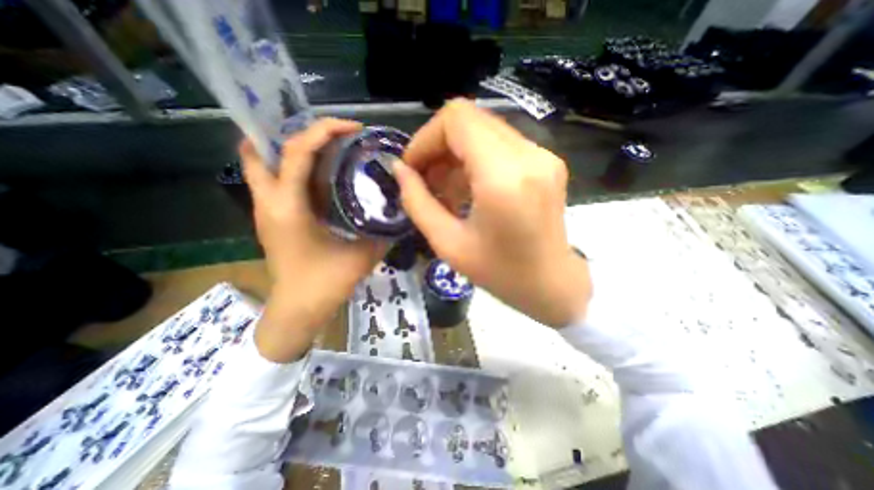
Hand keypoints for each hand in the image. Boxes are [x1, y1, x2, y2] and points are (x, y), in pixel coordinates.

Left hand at [239, 118, 387, 361]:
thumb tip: (398, 210)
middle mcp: (269, 202)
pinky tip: (319, 178)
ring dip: (288, 150)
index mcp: (288, 207)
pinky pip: (273, 182)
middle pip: (260, 150)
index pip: (296, 151)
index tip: (351, 127)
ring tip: (322, 149)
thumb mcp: (363, 256)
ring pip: (261, 165)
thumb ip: (382, 231)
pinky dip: (291, 170)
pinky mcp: (271, 219)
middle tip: (325, 134)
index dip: (322, 130)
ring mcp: (265, 211)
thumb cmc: (326, 284)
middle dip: (290, 132)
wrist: (298, 310)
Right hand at [396, 99, 586, 327]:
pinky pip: (500, 144)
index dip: (426, 138)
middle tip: (426, 179)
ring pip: (484, 129)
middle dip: (438, 146)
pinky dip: (475, 159)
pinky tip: (468, 189)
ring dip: (456, 153)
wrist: (552, 284)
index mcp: (503, 177)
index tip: (413, 168)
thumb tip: (399, 170)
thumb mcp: (448, 244)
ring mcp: (542, 155)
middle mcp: (528, 155)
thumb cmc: (500, 273)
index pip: (457, 119)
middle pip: (470, 119)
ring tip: (446, 189)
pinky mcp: (546, 161)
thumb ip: (417, 202)